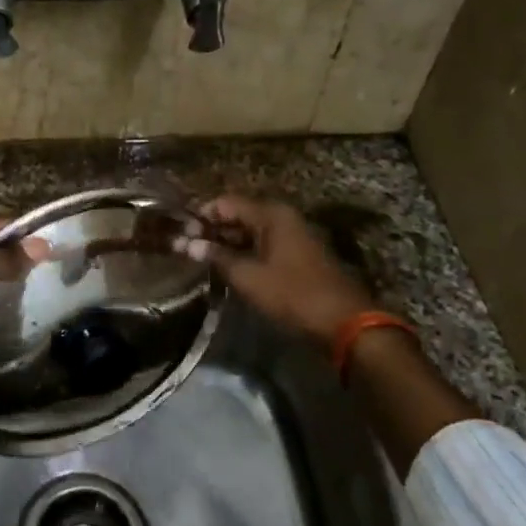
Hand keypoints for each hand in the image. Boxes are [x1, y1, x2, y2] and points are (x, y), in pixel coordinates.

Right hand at [173, 196, 373, 345]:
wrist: (345, 323)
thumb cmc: (293, 294)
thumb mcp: (248, 277)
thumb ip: (217, 257)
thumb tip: (188, 244)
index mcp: (272, 214)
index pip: (226, 203)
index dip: (201, 216)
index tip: (181, 233)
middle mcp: (283, 218)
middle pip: (239, 215)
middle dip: (212, 230)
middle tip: (187, 248)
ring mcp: (293, 236)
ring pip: (251, 232)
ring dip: (227, 243)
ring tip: (202, 260)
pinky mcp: (298, 256)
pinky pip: (264, 245)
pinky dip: (245, 253)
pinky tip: (229, 268)